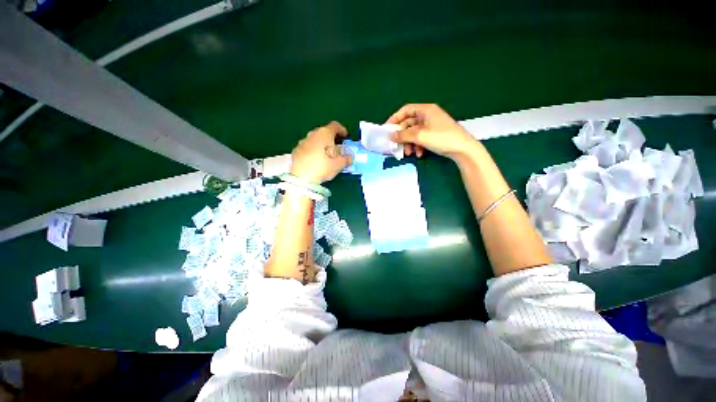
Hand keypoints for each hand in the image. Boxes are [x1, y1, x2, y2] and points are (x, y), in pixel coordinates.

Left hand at [290, 121, 351, 183]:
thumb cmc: (322, 167)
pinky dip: (315, 150)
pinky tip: (317, 160)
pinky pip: (309, 146)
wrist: (300, 178)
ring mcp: (303, 141)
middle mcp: (313, 134)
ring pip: (316, 139)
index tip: (346, 137)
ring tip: (327, 155)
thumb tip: (350, 157)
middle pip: (325, 132)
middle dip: (332, 139)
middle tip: (338, 148)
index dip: (342, 130)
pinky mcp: (296, 150)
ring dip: (323, 144)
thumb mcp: (338, 165)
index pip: (335, 126)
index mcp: (324, 134)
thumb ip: (346, 159)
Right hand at [387, 104, 476, 159]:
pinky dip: (418, 146)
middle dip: (403, 135)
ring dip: (409, 143)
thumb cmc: (441, 138)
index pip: (406, 110)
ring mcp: (432, 125)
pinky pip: (421, 138)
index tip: (388, 129)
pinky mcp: (434, 135)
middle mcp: (428, 115)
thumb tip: (391, 136)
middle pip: (409, 123)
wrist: (462, 149)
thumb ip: (403, 135)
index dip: (395, 118)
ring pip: (414, 133)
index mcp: (425, 110)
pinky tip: (419, 154)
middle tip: (396, 145)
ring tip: (409, 153)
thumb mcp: (420, 136)